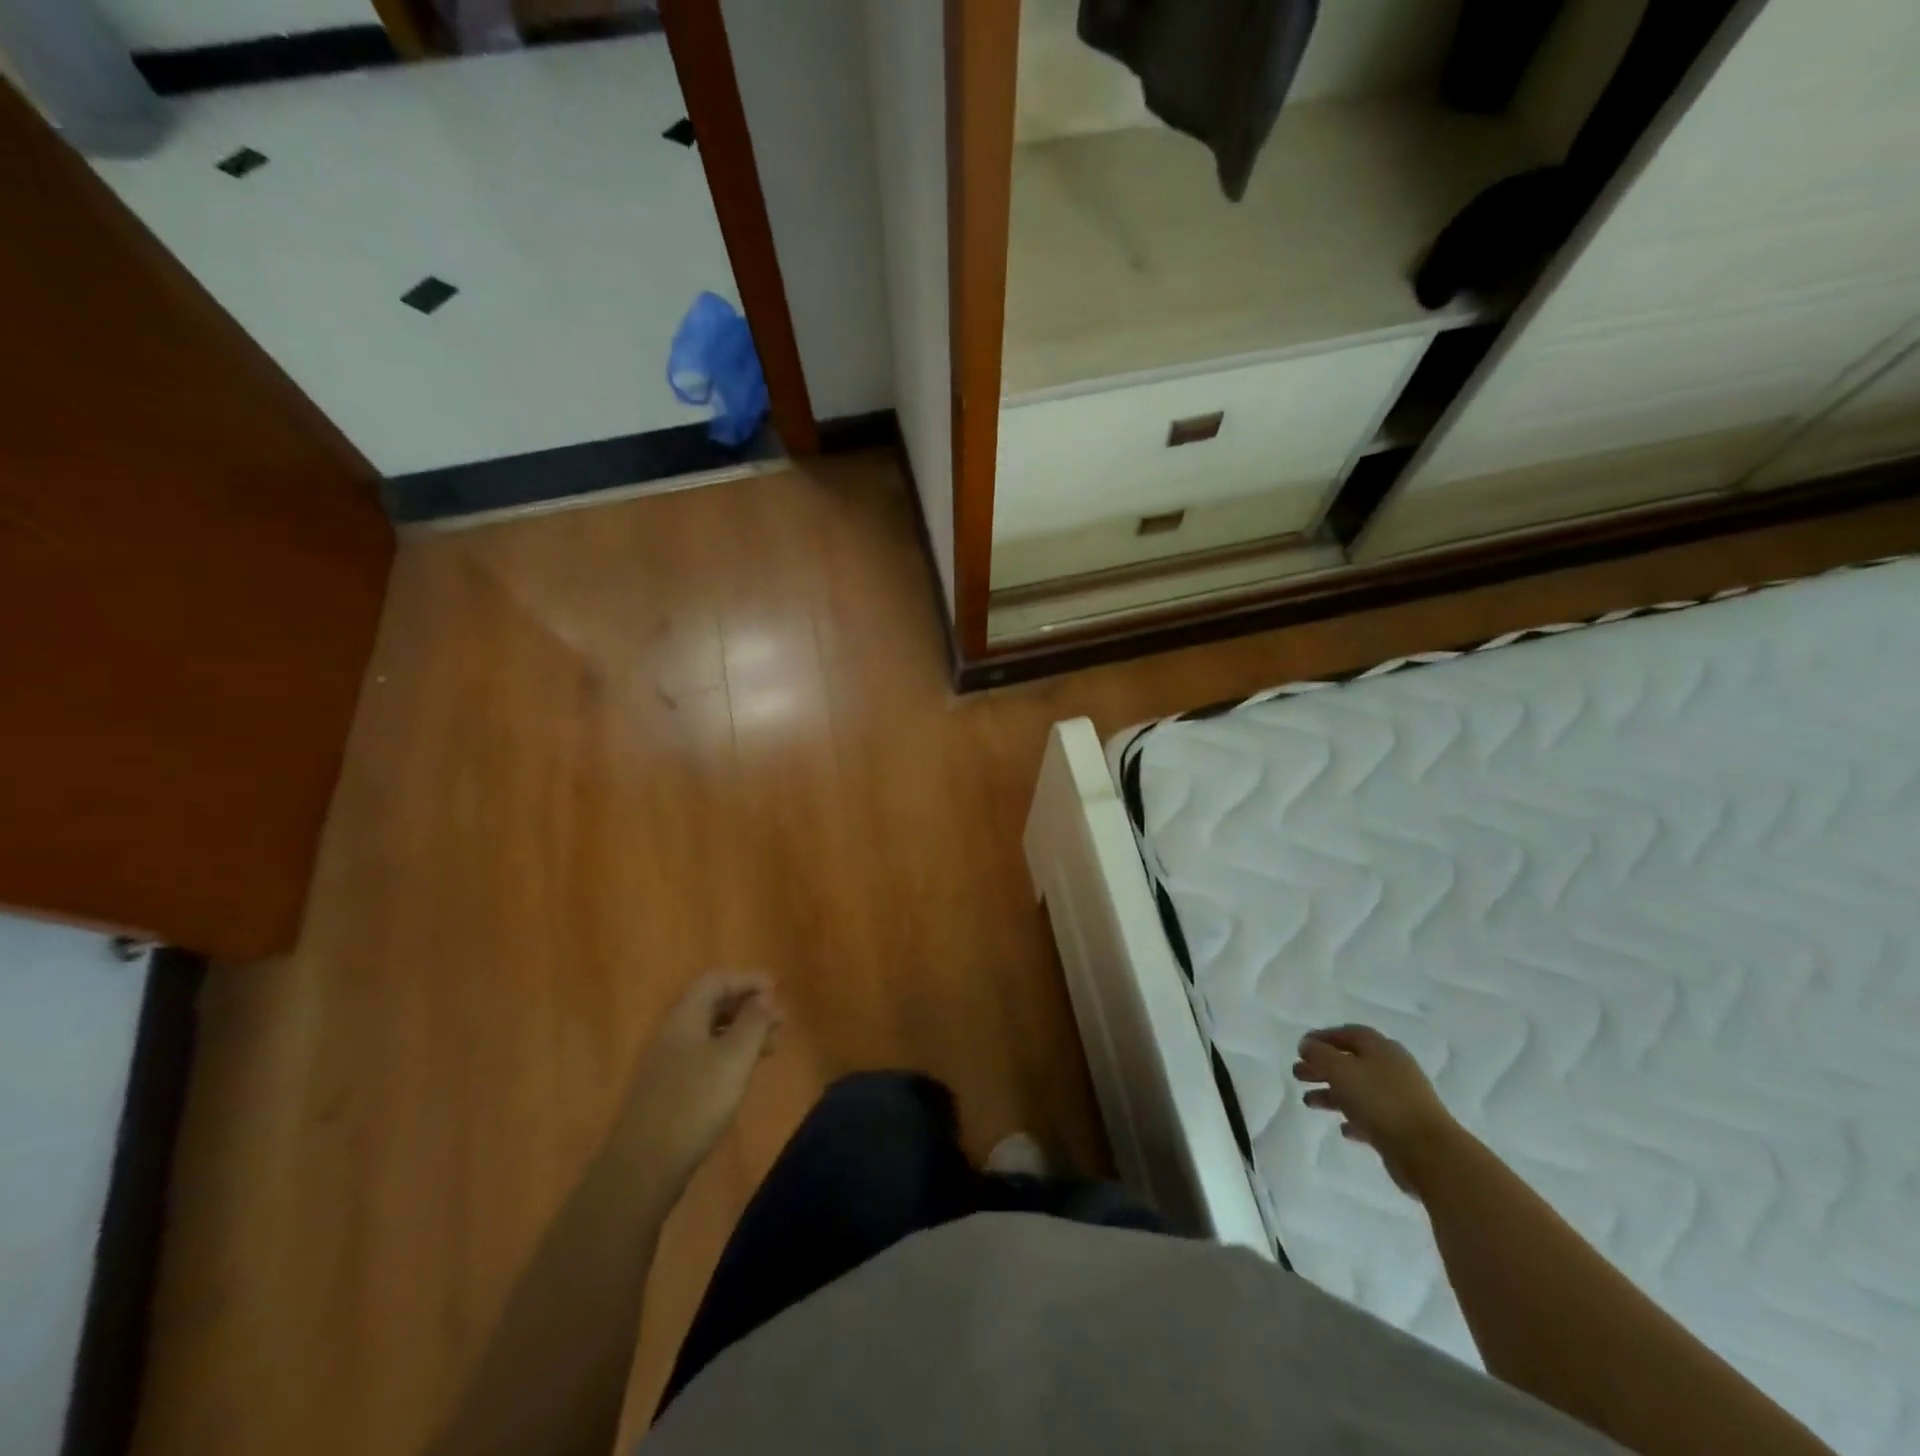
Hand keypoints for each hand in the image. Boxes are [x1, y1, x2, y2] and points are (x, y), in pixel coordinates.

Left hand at [622, 971, 781, 1191]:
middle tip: (780, 1021)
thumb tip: (765, 996)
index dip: (748, 980)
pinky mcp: (669, 1089)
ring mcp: (668, 1062)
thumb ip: (753, 1022)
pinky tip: (744, 1073)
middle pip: (712, 1003)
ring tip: (772, 1047)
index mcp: (685, 1016)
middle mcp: (673, 1032)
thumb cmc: (695, 1103)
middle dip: (748, 1005)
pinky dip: (730, 1053)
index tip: (778, 991)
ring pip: (710, 1031)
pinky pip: (704, 1055)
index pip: (717, 980)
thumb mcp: (734, 1058)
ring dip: (742, 1031)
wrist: (644, 1167)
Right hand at [1292, 1025, 1458, 1197]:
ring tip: (1308, 1102)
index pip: (1348, 1034)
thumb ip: (1319, 1054)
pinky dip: (1354, 1119)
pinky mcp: (1402, 1127)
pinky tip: (1342, 1128)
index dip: (1323, 1037)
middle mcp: (1392, 1069)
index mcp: (1381, 1049)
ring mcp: (1400, 1099)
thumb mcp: (1340, 1070)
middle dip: (1322, 1067)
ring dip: (1332, 1093)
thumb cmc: (1381, 1101)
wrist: (1429, 1153)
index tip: (1301, 1047)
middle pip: (1350, 1062)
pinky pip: (1371, 1117)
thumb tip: (1307, 1045)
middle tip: (1298, 1074)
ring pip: (1358, 1090)